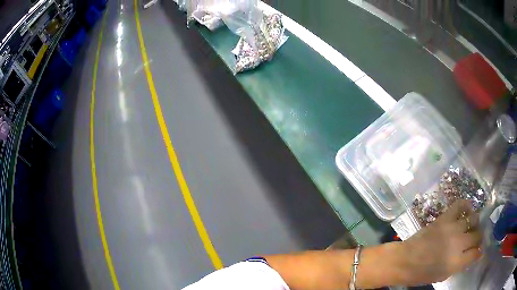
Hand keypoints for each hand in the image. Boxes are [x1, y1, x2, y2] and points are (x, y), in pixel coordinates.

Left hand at [399, 200, 482, 285]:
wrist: (405, 261)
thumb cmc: (422, 274)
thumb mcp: (443, 276)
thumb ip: (460, 265)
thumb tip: (473, 254)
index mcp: (457, 262)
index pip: (477, 253)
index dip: (478, 253)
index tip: (478, 252)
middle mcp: (459, 243)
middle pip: (478, 235)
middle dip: (479, 238)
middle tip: (475, 239)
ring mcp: (453, 228)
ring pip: (473, 219)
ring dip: (475, 223)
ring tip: (471, 227)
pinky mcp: (445, 218)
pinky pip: (460, 204)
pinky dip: (466, 205)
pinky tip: (467, 211)